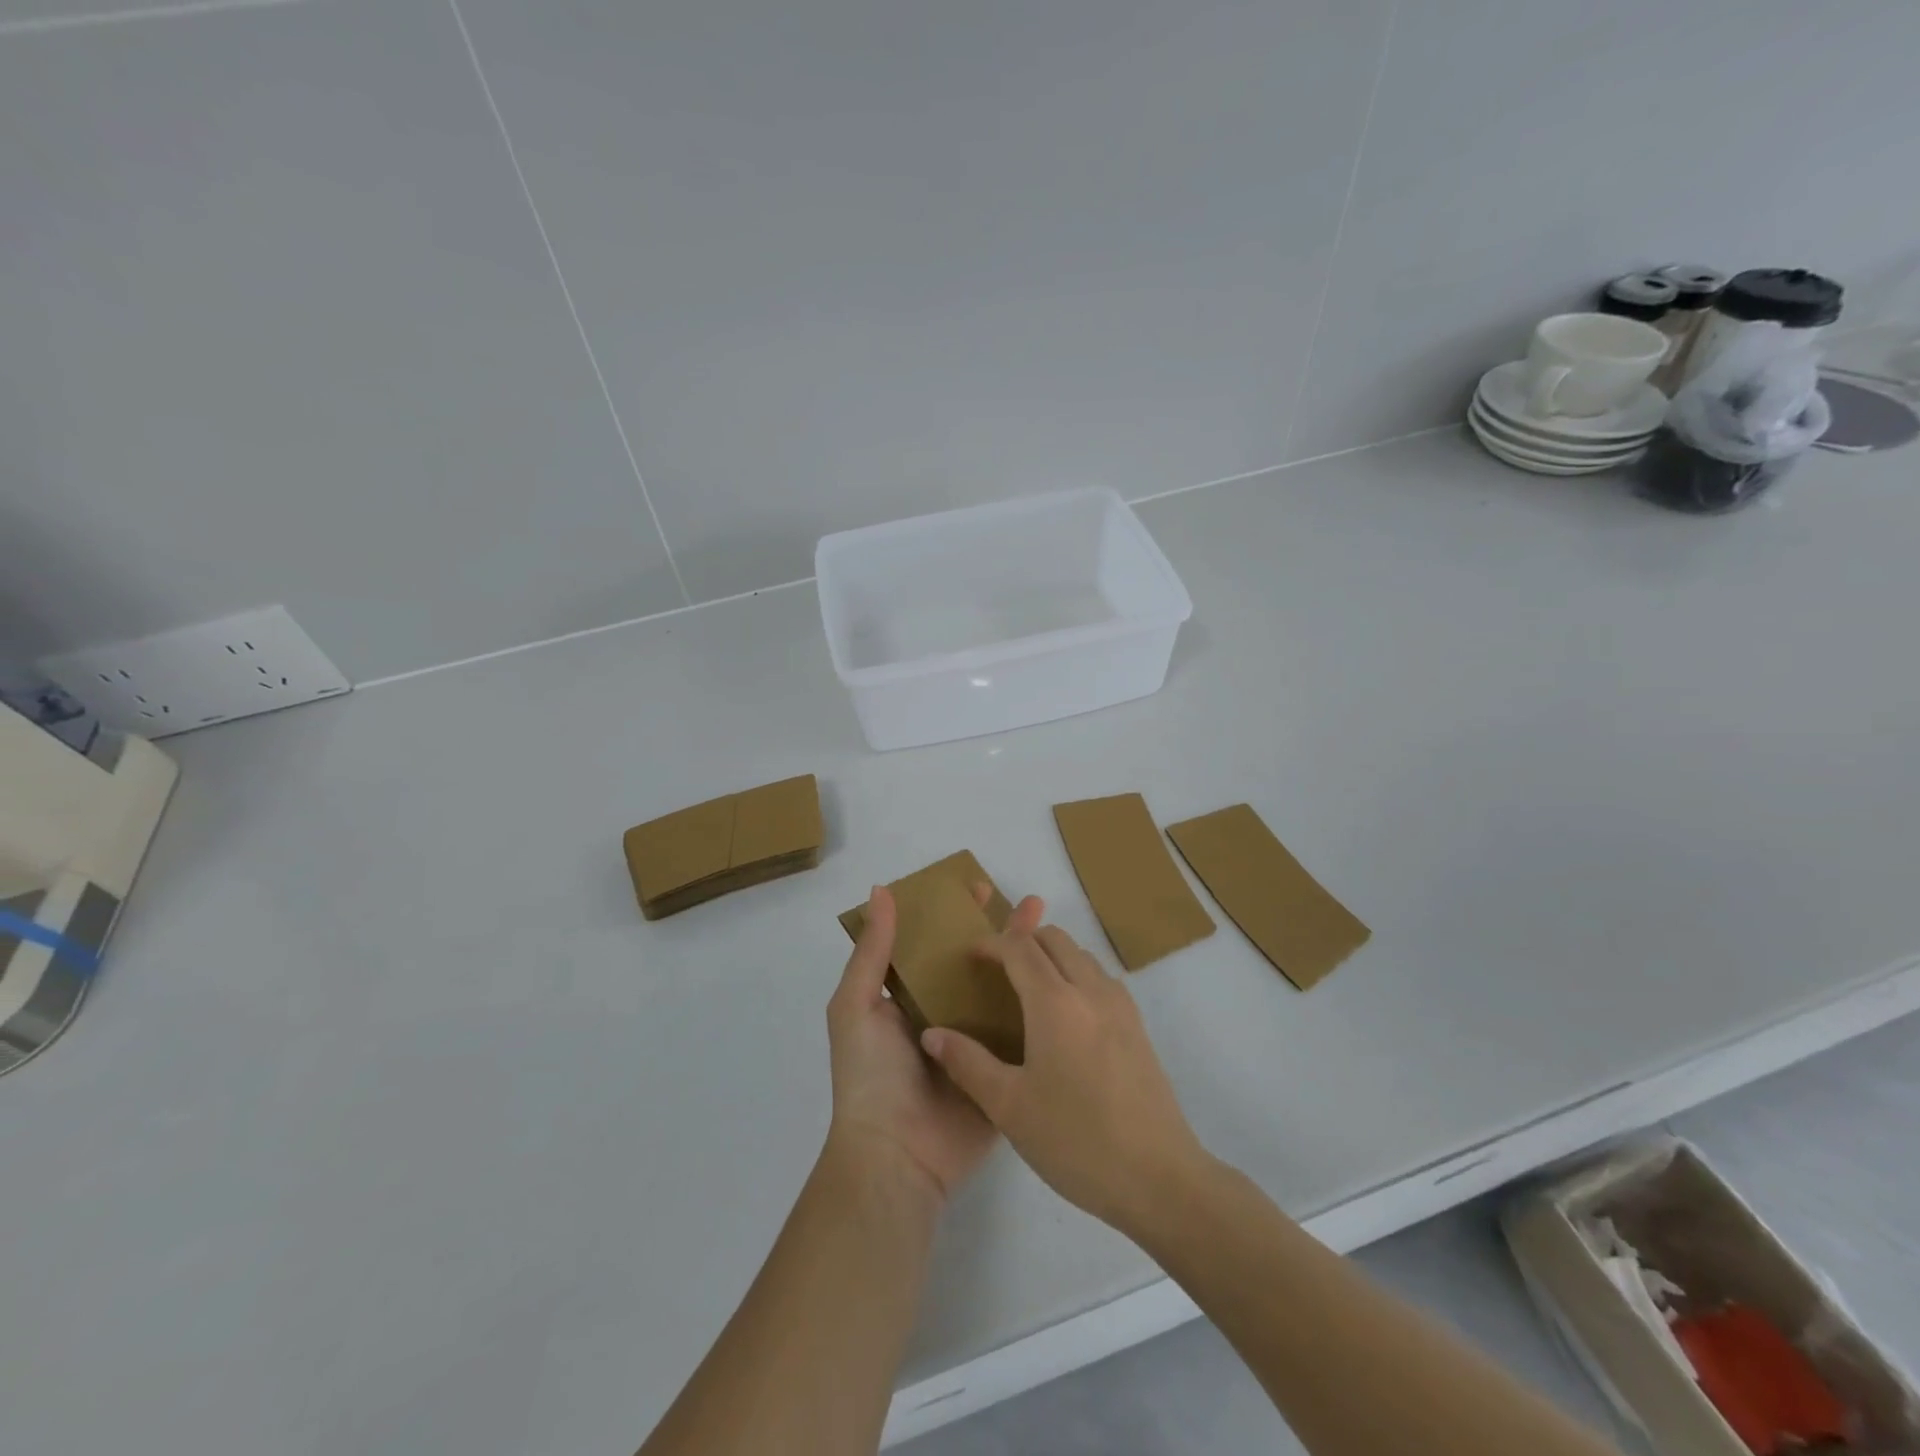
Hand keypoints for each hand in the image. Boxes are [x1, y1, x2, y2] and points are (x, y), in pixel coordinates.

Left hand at [826, 883, 1043, 1203]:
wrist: (896, 1158)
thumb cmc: (870, 1076)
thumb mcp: (855, 1006)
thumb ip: (872, 952)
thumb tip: (882, 890)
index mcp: (908, 997)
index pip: (935, 944)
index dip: (956, 914)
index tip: (981, 888)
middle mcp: (944, 1014)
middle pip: (976, 963)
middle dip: (1001, 932)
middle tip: (1032, 905)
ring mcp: (976, 1043)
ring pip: (1004, 992)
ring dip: (1026, 962)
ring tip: (1054, 932)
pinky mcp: (1002, 1071)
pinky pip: (1023, 1034)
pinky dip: (1041, 1009)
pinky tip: (1066, 983)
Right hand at [920, 925, 1208, 1236]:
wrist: (1159, 1178)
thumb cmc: (1075, 1140)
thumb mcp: (1009, 1106)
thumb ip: (967, 1063)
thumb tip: (931, 1034)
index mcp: (1055, 1002)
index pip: (1019, 947)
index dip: (991, 943)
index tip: (969, 957)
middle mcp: (1090, 990)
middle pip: (1054, 939)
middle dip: (1022, 941)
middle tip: (996, 970)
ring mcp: (1120, 1006)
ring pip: (1081, 955)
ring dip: (1051, 956)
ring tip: (1027, 991)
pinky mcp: (1138, 1027)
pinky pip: (1101, 979)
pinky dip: (1076, 975)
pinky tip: (1065, 1018)